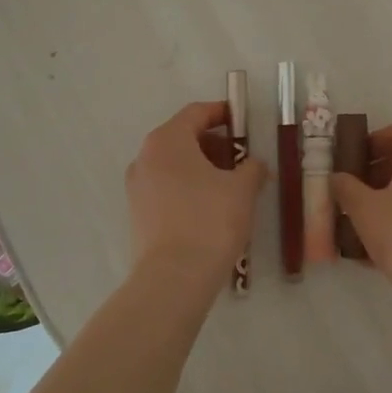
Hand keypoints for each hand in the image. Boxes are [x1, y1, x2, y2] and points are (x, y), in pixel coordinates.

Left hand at [126, 101, 266, 284]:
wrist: (173, 280)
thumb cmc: (210, 221)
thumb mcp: (242, 189)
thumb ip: (252, 167)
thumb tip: (254, 165)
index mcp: (167, 140)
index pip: (196, 112)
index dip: (222, 113)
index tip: (243, 121)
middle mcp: (146, 157)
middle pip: (184, 138)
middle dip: (215, 144)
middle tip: (242, 159)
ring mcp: (137, 187)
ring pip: (175, 165)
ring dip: (202, 168)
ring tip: (231, 186)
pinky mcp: (138, 214)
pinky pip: (167, 188)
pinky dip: (189, 188)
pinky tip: (212, 208)